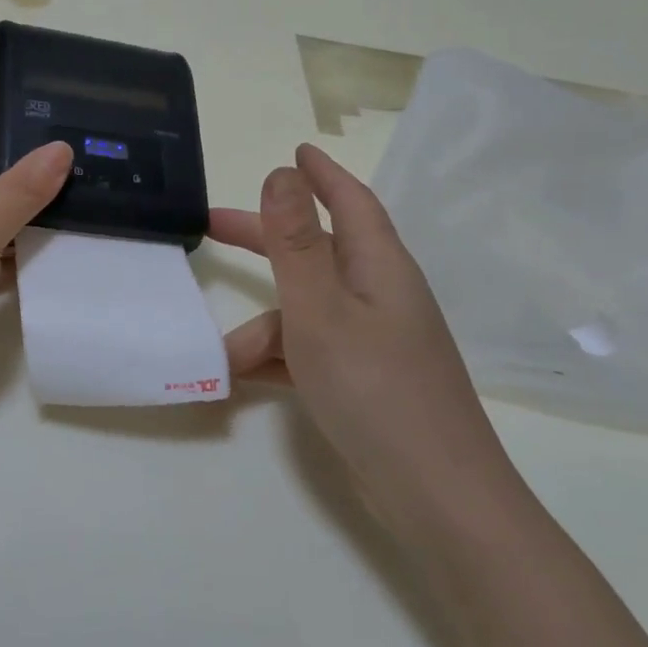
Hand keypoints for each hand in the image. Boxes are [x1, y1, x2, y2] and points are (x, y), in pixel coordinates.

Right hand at [210, 144, 519, 532]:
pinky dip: (278, 359)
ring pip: (304, 312)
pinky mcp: (363, 380)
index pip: (350, 202)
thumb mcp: (321, 309)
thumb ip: (295, 241)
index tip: (295, 151)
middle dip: (264, 241)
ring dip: (263, 328)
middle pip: (315, 251)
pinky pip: (309, 352)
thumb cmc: (374, 388)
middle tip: (211, 227)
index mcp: (379, 266)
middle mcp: (379, 295)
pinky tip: (244, 380)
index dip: (321, 175)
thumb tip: (281, 172)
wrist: (435, 495)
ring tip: (225, 361)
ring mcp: (373, 340)